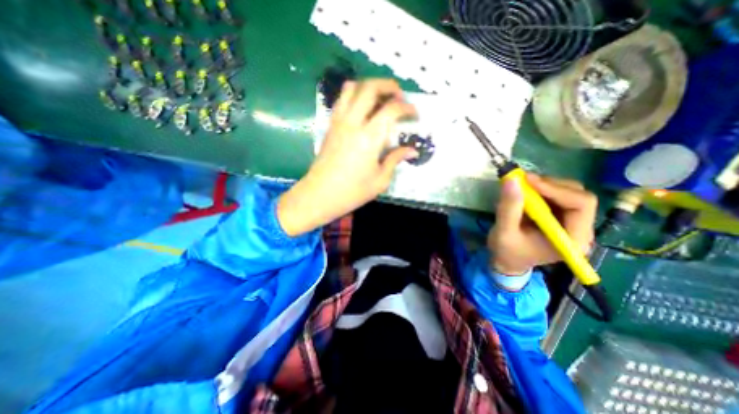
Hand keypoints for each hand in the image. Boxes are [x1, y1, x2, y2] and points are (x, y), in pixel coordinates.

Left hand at [277, 79, 417, 236]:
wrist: (319, 195)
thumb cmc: (352, 191)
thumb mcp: (380, 180)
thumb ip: (395, 160)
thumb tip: (411, 150)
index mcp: (370, 137)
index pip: (392, 109)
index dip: (407, 108)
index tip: (415, 115)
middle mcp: (353, 122)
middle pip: (370, 87)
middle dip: (389, 86)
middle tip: (400, 97)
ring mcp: (339, 122)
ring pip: (352, 87)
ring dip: (369, 86)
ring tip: (380, 98)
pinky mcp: (330, 126)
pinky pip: (342, 100)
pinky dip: (355, 95)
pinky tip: (363, 109)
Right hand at [489, 173, 596, 275]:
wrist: (507, 261)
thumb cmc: (507, 251)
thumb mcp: (504, 232)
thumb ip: (509, 208)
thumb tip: (512, 180)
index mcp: (572, 239)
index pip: (580, 205)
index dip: (556, 189)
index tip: (528, 181)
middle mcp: (580, 229)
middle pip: (578, 195)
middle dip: (550, 185)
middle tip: (523, 181)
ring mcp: (572, 222)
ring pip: (569, 192)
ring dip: (544, 185)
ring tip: (521, 187)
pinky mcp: (561, 216)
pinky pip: (558, 195)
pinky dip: (541, 189)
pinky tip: (526, 193)